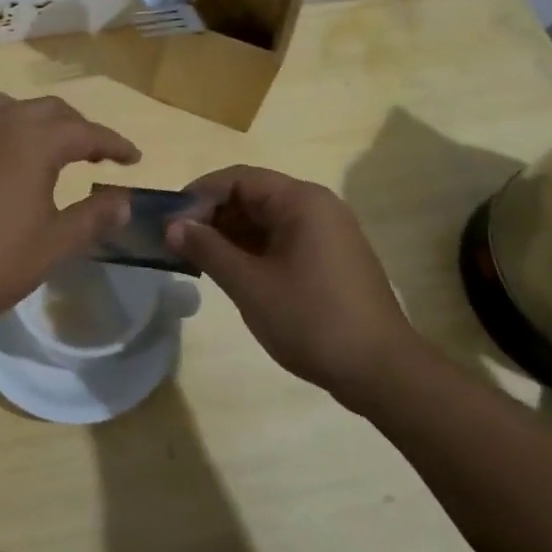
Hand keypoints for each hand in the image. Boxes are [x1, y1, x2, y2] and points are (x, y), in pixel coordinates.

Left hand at [0, 90, 140, 338]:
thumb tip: (124, 201)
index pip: (85, 132)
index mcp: (32, 142)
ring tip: (37, 142)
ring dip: (26, 117)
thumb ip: (93, 216)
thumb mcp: (55, 244)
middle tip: (94, 154)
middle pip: (46, 110)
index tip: (133, 158)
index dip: (113, 143)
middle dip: (75, 127)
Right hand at [166, 165, 424, 406]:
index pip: (237, 178)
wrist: (382, 372)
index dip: (199, 195)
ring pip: (267, 218)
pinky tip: (233, 271)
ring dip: (231, 233)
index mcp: (301, 201)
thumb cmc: (311, 320)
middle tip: (180, 243)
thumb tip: (172, 225)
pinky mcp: (333, 256)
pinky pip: (284, 237)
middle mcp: (318, 206)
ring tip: (200, 259)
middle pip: (253, 194)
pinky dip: (254, 248)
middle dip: (213, 215)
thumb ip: (207, 249)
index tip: (170, 222)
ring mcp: (329, 231)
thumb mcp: (249, 284)